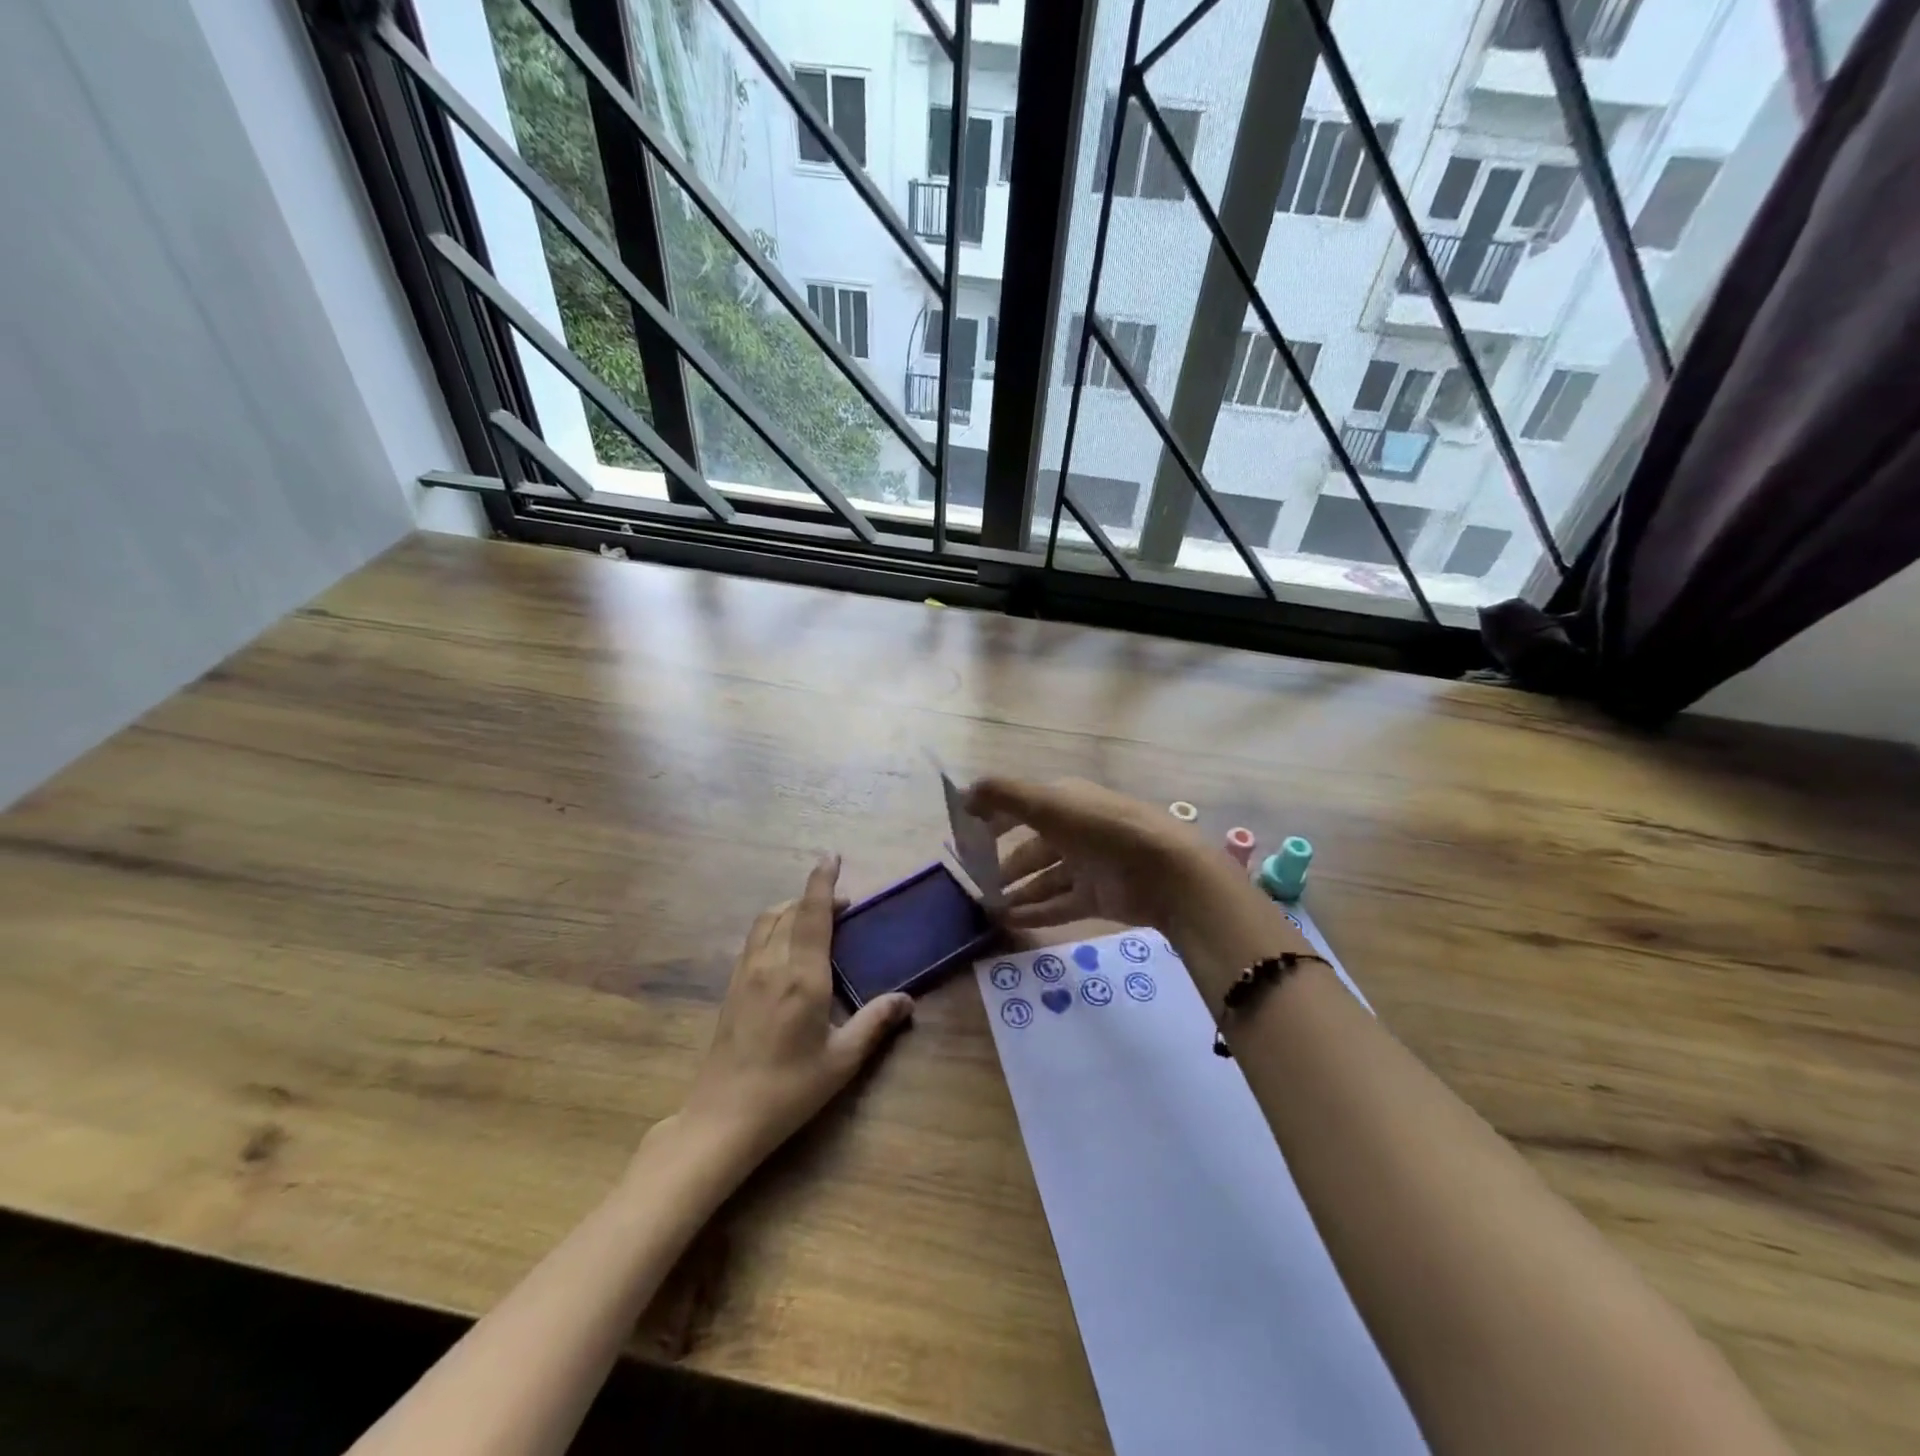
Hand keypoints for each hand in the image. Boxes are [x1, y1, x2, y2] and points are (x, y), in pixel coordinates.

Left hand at [680, 855, 913, 1172]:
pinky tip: (785, 948)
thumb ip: (875, 1023)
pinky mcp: (731, 988)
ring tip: (814, 918)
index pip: (812, 912)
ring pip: (766, 921)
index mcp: (802, 975)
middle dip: (813, 896)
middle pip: (788, 910)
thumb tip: (906, 999)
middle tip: (842, 904)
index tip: (833, 856)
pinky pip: (754, 940)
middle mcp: (771, 963)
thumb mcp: (841, 1060)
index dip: (823, 880)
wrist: (723, 1118)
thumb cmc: (789, 1089)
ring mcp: (745, 974)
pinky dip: (773, 926)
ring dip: (790, 908)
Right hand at [963, 777, 1214, 932]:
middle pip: (1032, 847)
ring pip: (1043, 879)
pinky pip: (1058, 905)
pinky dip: (1033, 912)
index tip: (966, 835)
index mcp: (1066, 801)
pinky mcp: (1097, 897)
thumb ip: (1003, 795)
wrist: (1165, 871)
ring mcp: (1087, 865)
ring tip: (986, 906)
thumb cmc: (1101, 828)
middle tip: (975, 880)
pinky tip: (1006, 921)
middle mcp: (1075, 830)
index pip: (1022, 806)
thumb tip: (964, 794)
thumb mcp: (1047, 803)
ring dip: (1016, 891)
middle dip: (1004, 862)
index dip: (994, 818)